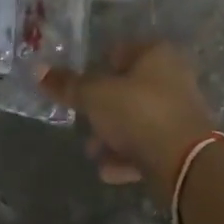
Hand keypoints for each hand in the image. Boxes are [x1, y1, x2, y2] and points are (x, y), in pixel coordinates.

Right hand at [42, 42, 218, 197]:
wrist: (185, 164)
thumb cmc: (139, 112)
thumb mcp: (95, 96)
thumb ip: (68, 85)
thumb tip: (37, 70)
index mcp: (156, 54)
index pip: (120, 51)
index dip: (96, 67)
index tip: (78, 87)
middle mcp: (173, 77)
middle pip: (128, 89)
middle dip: (102, 109)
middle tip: (83, 123)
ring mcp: (180, 111)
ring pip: (137, 119)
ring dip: (113, 136)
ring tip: (93, 153)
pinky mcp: (182, 144)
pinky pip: (148, 146)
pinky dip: (128, 157)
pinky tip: (108, 172)